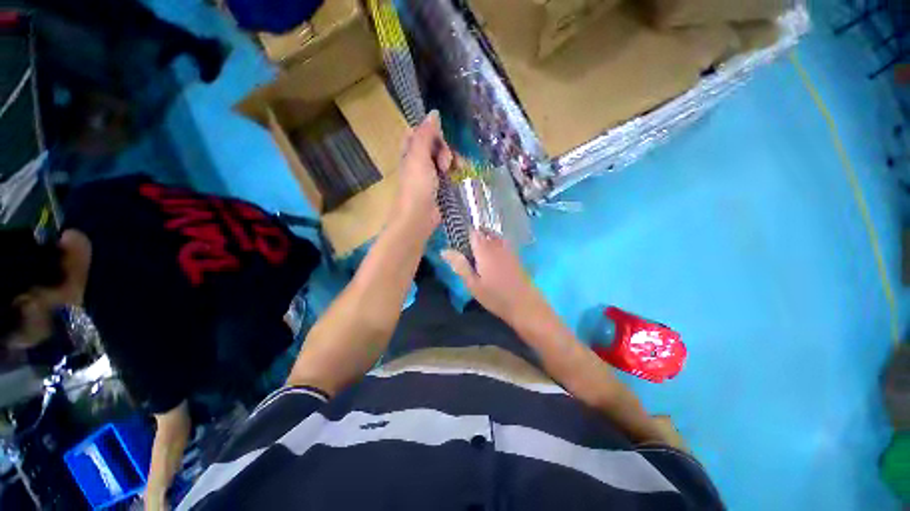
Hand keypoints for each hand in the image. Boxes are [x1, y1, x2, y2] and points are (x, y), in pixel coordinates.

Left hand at [392, 110, 453, 239]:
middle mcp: (418, 161)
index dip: (431, 133)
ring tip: (452, 170)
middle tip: (444, 162)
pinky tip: (460, 174)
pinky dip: (454, 172)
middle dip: (444, 149)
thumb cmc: (417, 185)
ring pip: (444, 159)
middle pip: (435, 145)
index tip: (440, 139)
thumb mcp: (419, 155)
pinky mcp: (439, 187)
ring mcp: (429, 175)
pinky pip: (448, 173)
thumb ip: (426, 134)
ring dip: (451, 161)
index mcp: (409, 152)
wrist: (419, 216)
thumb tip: (433, 113)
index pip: (420, 133)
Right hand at [442, 230, 544, 323]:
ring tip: (476, 255)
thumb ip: (459, 265)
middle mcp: (497, 245)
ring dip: (484, 240)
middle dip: (473, 237)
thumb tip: (444, 250)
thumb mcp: (473, 284)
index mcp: (485, 250)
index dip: (463, 232)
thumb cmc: (496, 297)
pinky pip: (501, 243)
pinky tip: (490, 260)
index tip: (455, 239)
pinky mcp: (515, 256)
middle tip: (465, 251)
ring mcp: (508, 249)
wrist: (525, 305)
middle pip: (484, 232)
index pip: (473, 232)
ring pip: (493, 237)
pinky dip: (493, 245)